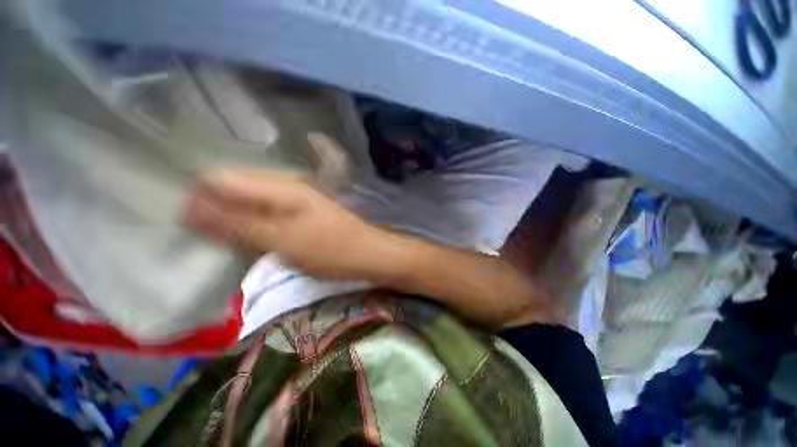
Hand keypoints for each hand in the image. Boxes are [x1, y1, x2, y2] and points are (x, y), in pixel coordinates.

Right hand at [184, 168, 391, 279]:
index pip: (220, 177)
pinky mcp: (303, 209)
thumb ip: (237, 224)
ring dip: (232, 214)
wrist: (367, 253)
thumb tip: (190, 209)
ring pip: (250, 197)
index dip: (198, 197)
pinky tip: (250, 235)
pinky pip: (267, 208)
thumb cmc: (331, 250)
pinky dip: (252, 220)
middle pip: (234, 184)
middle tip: (204, 235)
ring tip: (224, 238)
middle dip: (213, 206)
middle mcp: (286, 184)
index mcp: (280, 187)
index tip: (186, 225)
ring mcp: (296, 195)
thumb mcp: (281, 241)